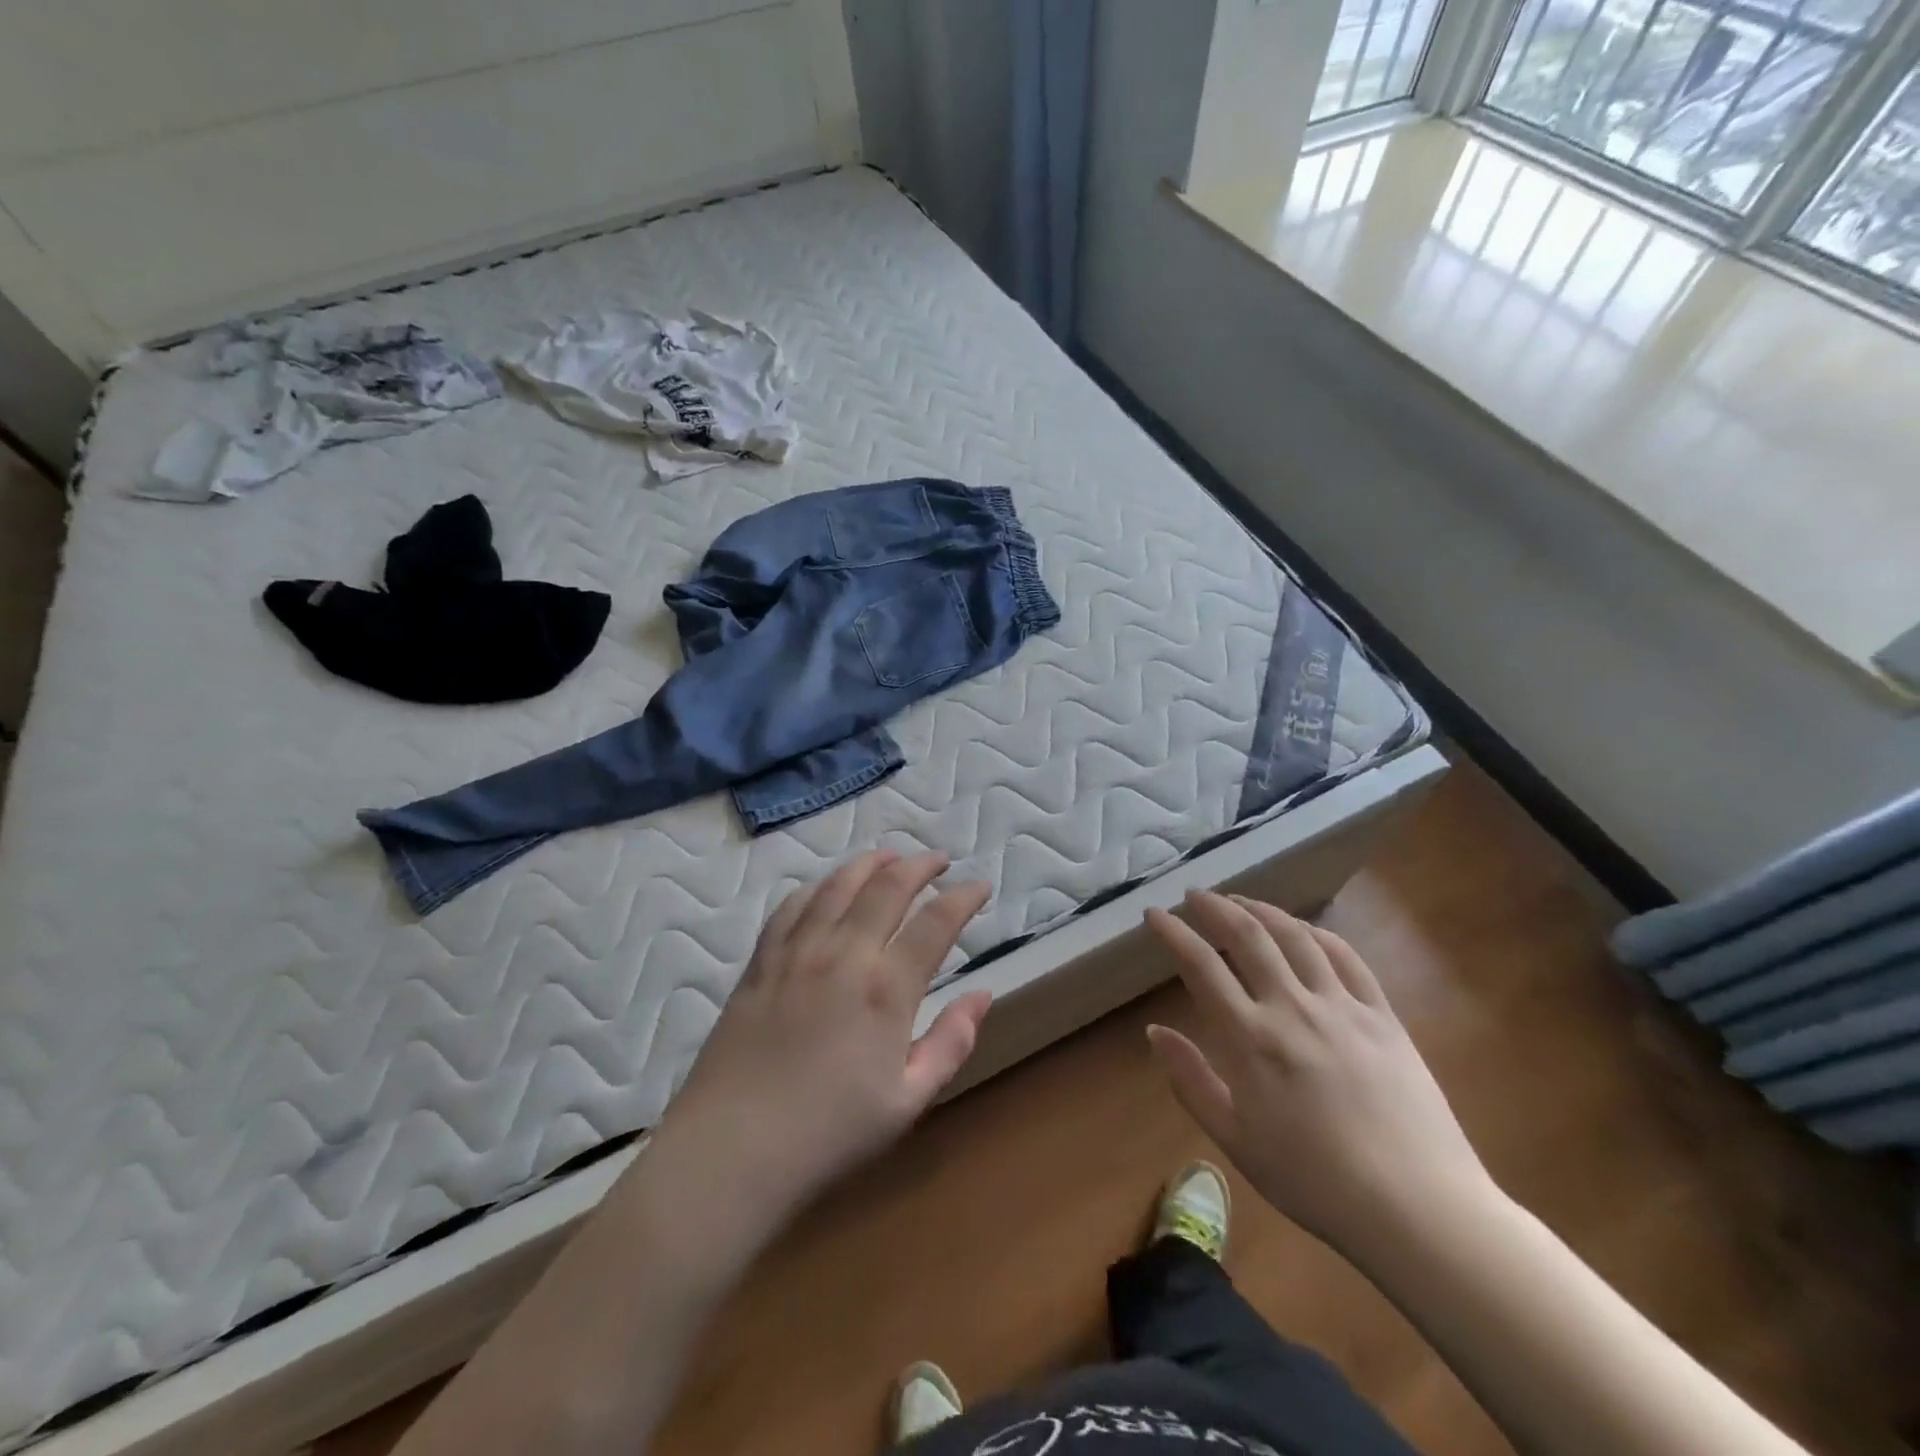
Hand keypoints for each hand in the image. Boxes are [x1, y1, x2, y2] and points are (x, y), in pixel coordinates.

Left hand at [642, 849, 992, 1257]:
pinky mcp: (761, 961)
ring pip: (838, 884)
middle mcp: (844, 954)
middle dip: (920, 865)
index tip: (979, 887)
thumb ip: (951, 1043)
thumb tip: (982, 995)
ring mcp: (797, 952)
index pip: (936, 922)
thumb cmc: (828, 1134)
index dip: (963, 897)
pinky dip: (818, 886)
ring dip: (870, 863)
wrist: (732, 1151)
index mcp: (886, 989)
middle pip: (887, 886)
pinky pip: (792, 906)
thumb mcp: (908, 1102)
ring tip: (890, 856)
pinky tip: (827, 886)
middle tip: (938, 861)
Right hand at [1145, 891, 1493, 1258]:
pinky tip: (1303, 930)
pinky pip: (1345, 957)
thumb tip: (1154, 1031)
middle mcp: (1292, 1008)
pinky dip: (1316, 933)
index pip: (1201, 965)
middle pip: (1247, 936)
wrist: (1419, 1210)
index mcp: (1250, 1039)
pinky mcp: (1382, 1016)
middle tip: (1195, 895)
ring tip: (1241, 901)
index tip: (1154, 914)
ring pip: (1295, 936)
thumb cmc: (1315, 1182)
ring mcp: (1342, 1007)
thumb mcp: (1235, 1141)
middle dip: (1214, 907)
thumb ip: (1190, 1080)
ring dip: (1262, 910)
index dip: (1173, 933)